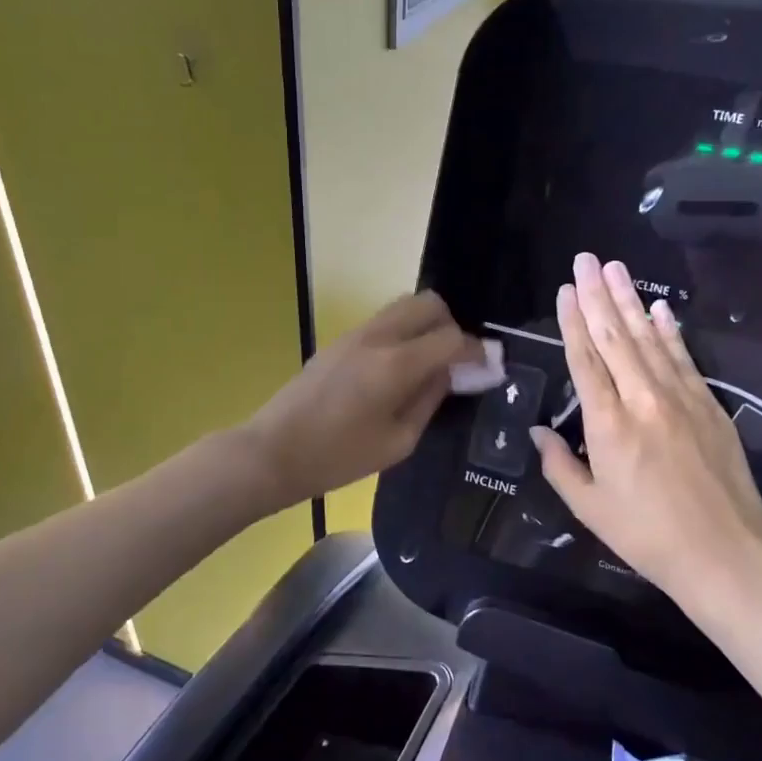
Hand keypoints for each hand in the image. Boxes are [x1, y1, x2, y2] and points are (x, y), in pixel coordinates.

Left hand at [241, 291, 485, 507]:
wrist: (273, 451)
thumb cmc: (338, 457)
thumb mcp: (398, 442)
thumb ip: (429, 400)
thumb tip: (449, 374)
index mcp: (396, 364)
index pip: (451, 338)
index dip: (476, 351)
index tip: (487, 366)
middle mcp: (378, 336)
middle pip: (428, 303)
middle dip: (451, 325)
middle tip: (455, 360)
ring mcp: (355, 334)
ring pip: (404, 305)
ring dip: (425, 325)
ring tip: (428, 362)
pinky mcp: (339, 340)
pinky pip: (383, 321)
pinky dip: (403, 331)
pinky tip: (399, 367)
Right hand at [531, 254, 761, 618]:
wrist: (725, 553)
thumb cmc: (647, 536)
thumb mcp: (590, 508)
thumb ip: (560, 465)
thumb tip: (539, 432)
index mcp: (608, 424)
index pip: (585, 360)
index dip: (572, 322)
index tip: (565, 290)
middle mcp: (642, 399)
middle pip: (615, 337)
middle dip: (597, 295)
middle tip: (585, 258)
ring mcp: (680, 398)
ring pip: (649, 339)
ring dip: (630, 301)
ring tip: (615, 268)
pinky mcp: (709, 405)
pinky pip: (683, 358)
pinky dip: (670, 331)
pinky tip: (660, 308)